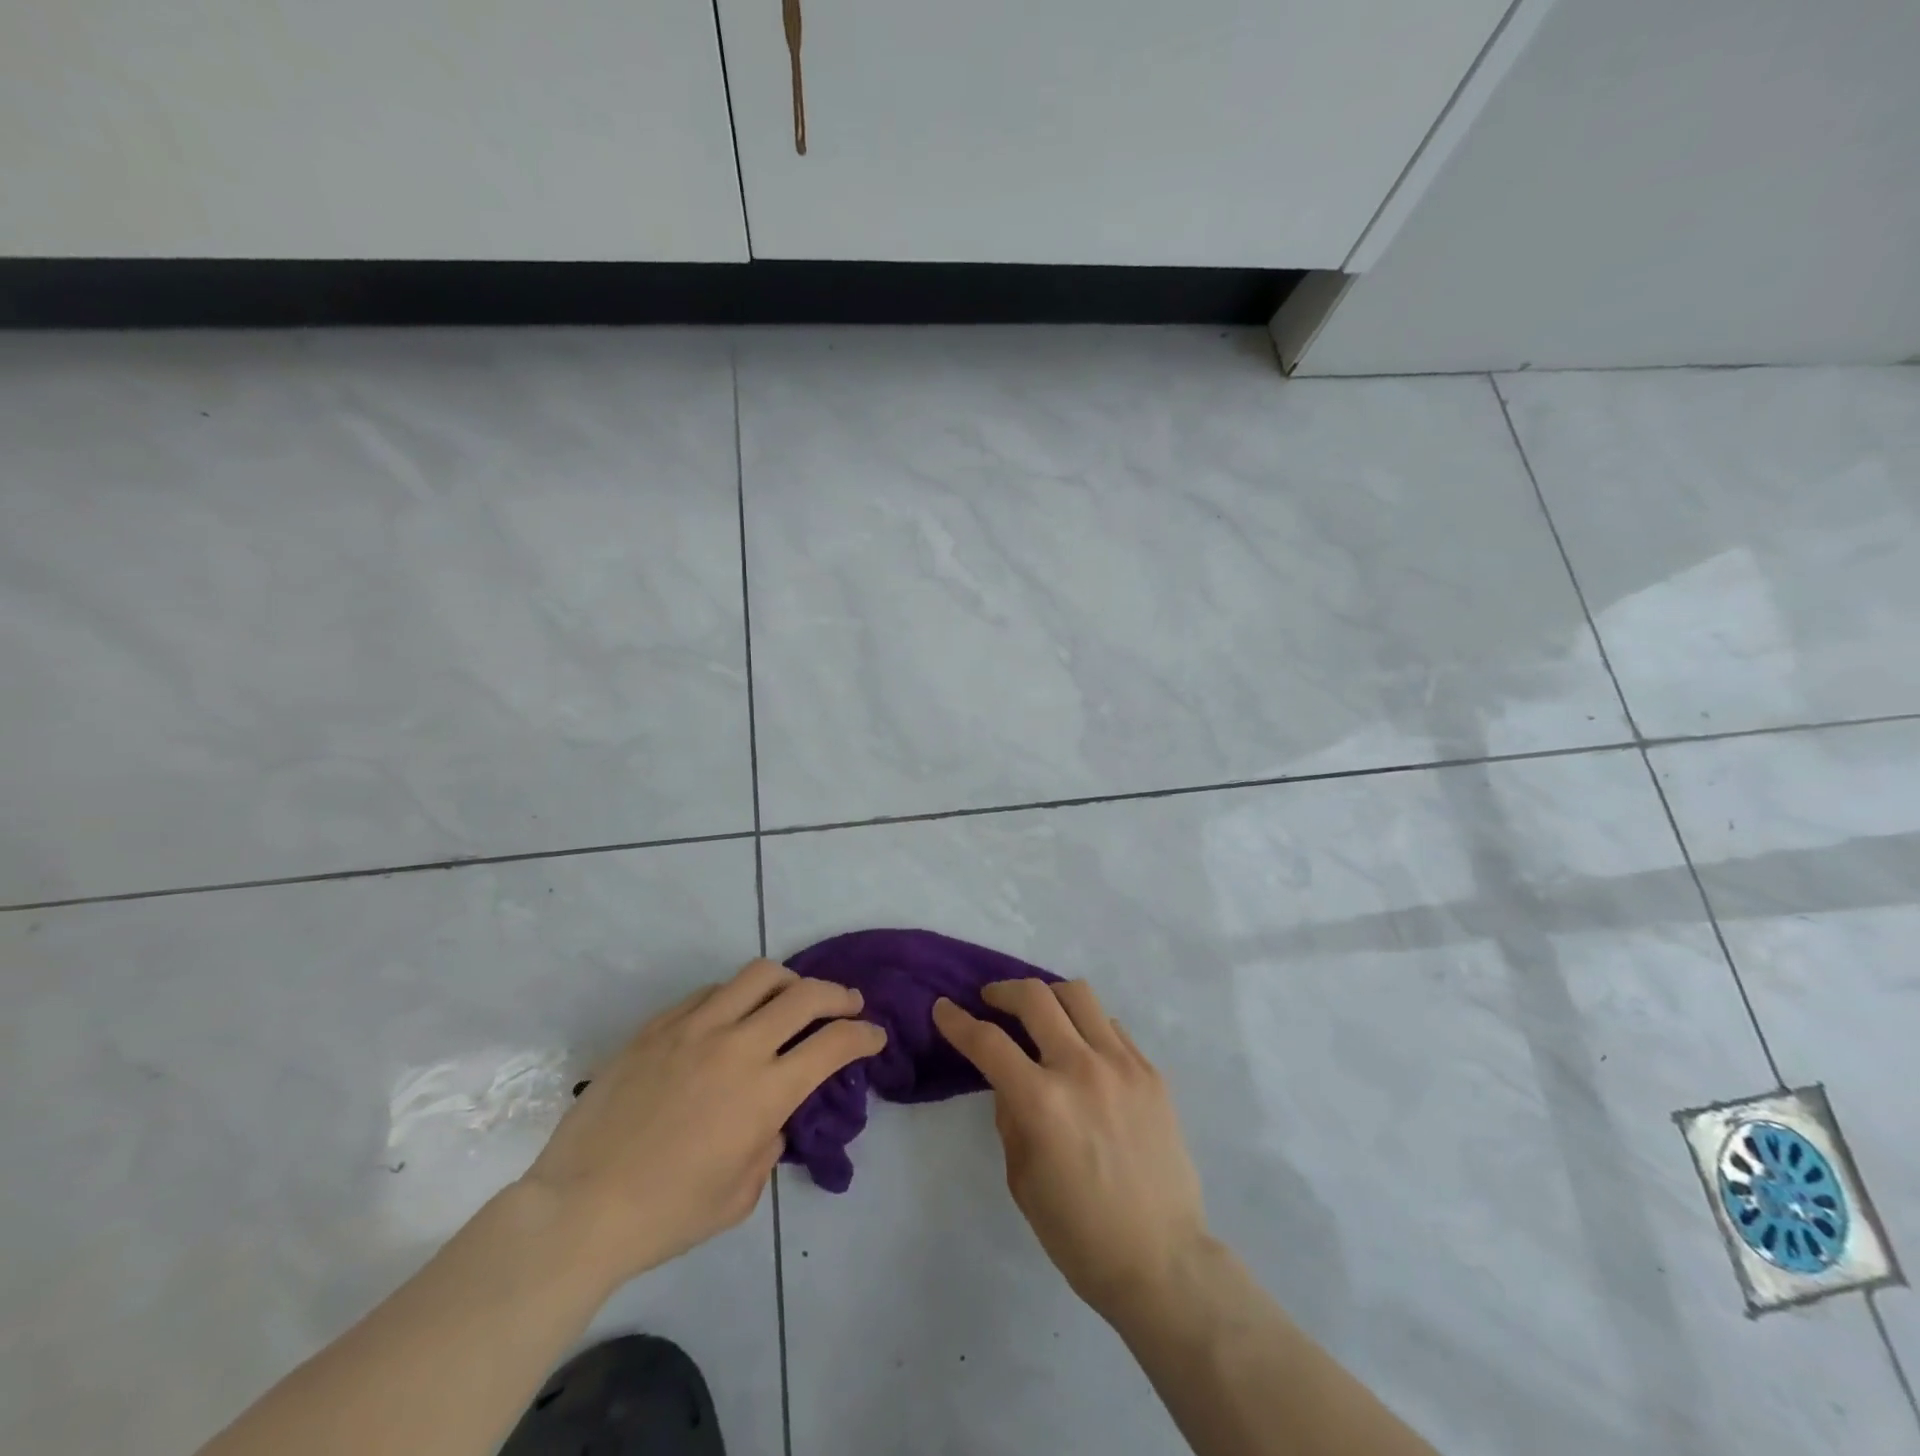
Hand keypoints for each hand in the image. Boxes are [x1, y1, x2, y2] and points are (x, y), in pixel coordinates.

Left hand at [522, 959, 884, 1287]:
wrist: (578, 1209)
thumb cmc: (666, 1215)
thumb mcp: (739, 1196)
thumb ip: (769, 1144)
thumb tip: (773, 1114)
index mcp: (764, 1092)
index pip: (834, 1044)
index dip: (864, 1034)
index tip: (874, 1036)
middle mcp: (737, 1046)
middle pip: (805, 994)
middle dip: (839, 994)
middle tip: (848, 1003)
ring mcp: (694, 1028)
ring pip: (758, 975)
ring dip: (789, 982)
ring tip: (792, 997)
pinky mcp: (659, 1026)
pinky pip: (710, 992)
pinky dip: (735, 997)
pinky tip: (732, 1017)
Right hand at [933, 980, 1209, 1320]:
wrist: (1162, 1261)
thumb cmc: (1079, 1234)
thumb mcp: (1022, 1178)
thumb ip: (1010, 1116)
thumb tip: (1009, 1079)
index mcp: (1041, 1103)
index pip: (988, 1042)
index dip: (957, 1021)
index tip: (943, 1008)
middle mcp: (1081, 1069)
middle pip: (1034, 997)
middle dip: (1002, 992)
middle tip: (991, 1001)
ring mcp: (1122, 1065)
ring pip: (1078, 995)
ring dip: (1048, 996)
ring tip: (1039, 1014)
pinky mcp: (1151, 1072)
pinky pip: (1111, 1026)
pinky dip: (1086, 1026)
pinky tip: (1082, 1050)